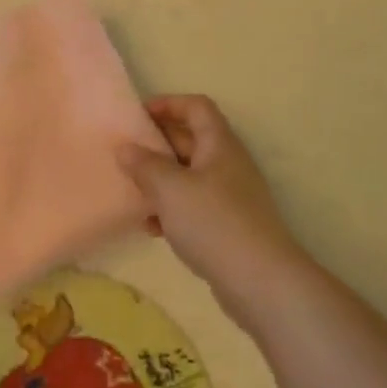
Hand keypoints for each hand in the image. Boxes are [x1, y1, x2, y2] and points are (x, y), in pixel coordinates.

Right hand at [119, 95, 303, 314]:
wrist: (261, 283)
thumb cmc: (213, 222)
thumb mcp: (170, 188)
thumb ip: (144, 165)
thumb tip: (125, 148)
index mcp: (219, 144)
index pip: (196, 107)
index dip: (168, 104)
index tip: (138, 116)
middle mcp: (227, 164)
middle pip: (190, 139)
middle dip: (157, 143)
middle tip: (125, 153)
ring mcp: (230, 197)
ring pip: (188, 175)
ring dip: (160, 179)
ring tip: (133, 191)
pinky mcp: (227, 226)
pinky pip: (193, 205)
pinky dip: (171, 209)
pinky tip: (151, 227)